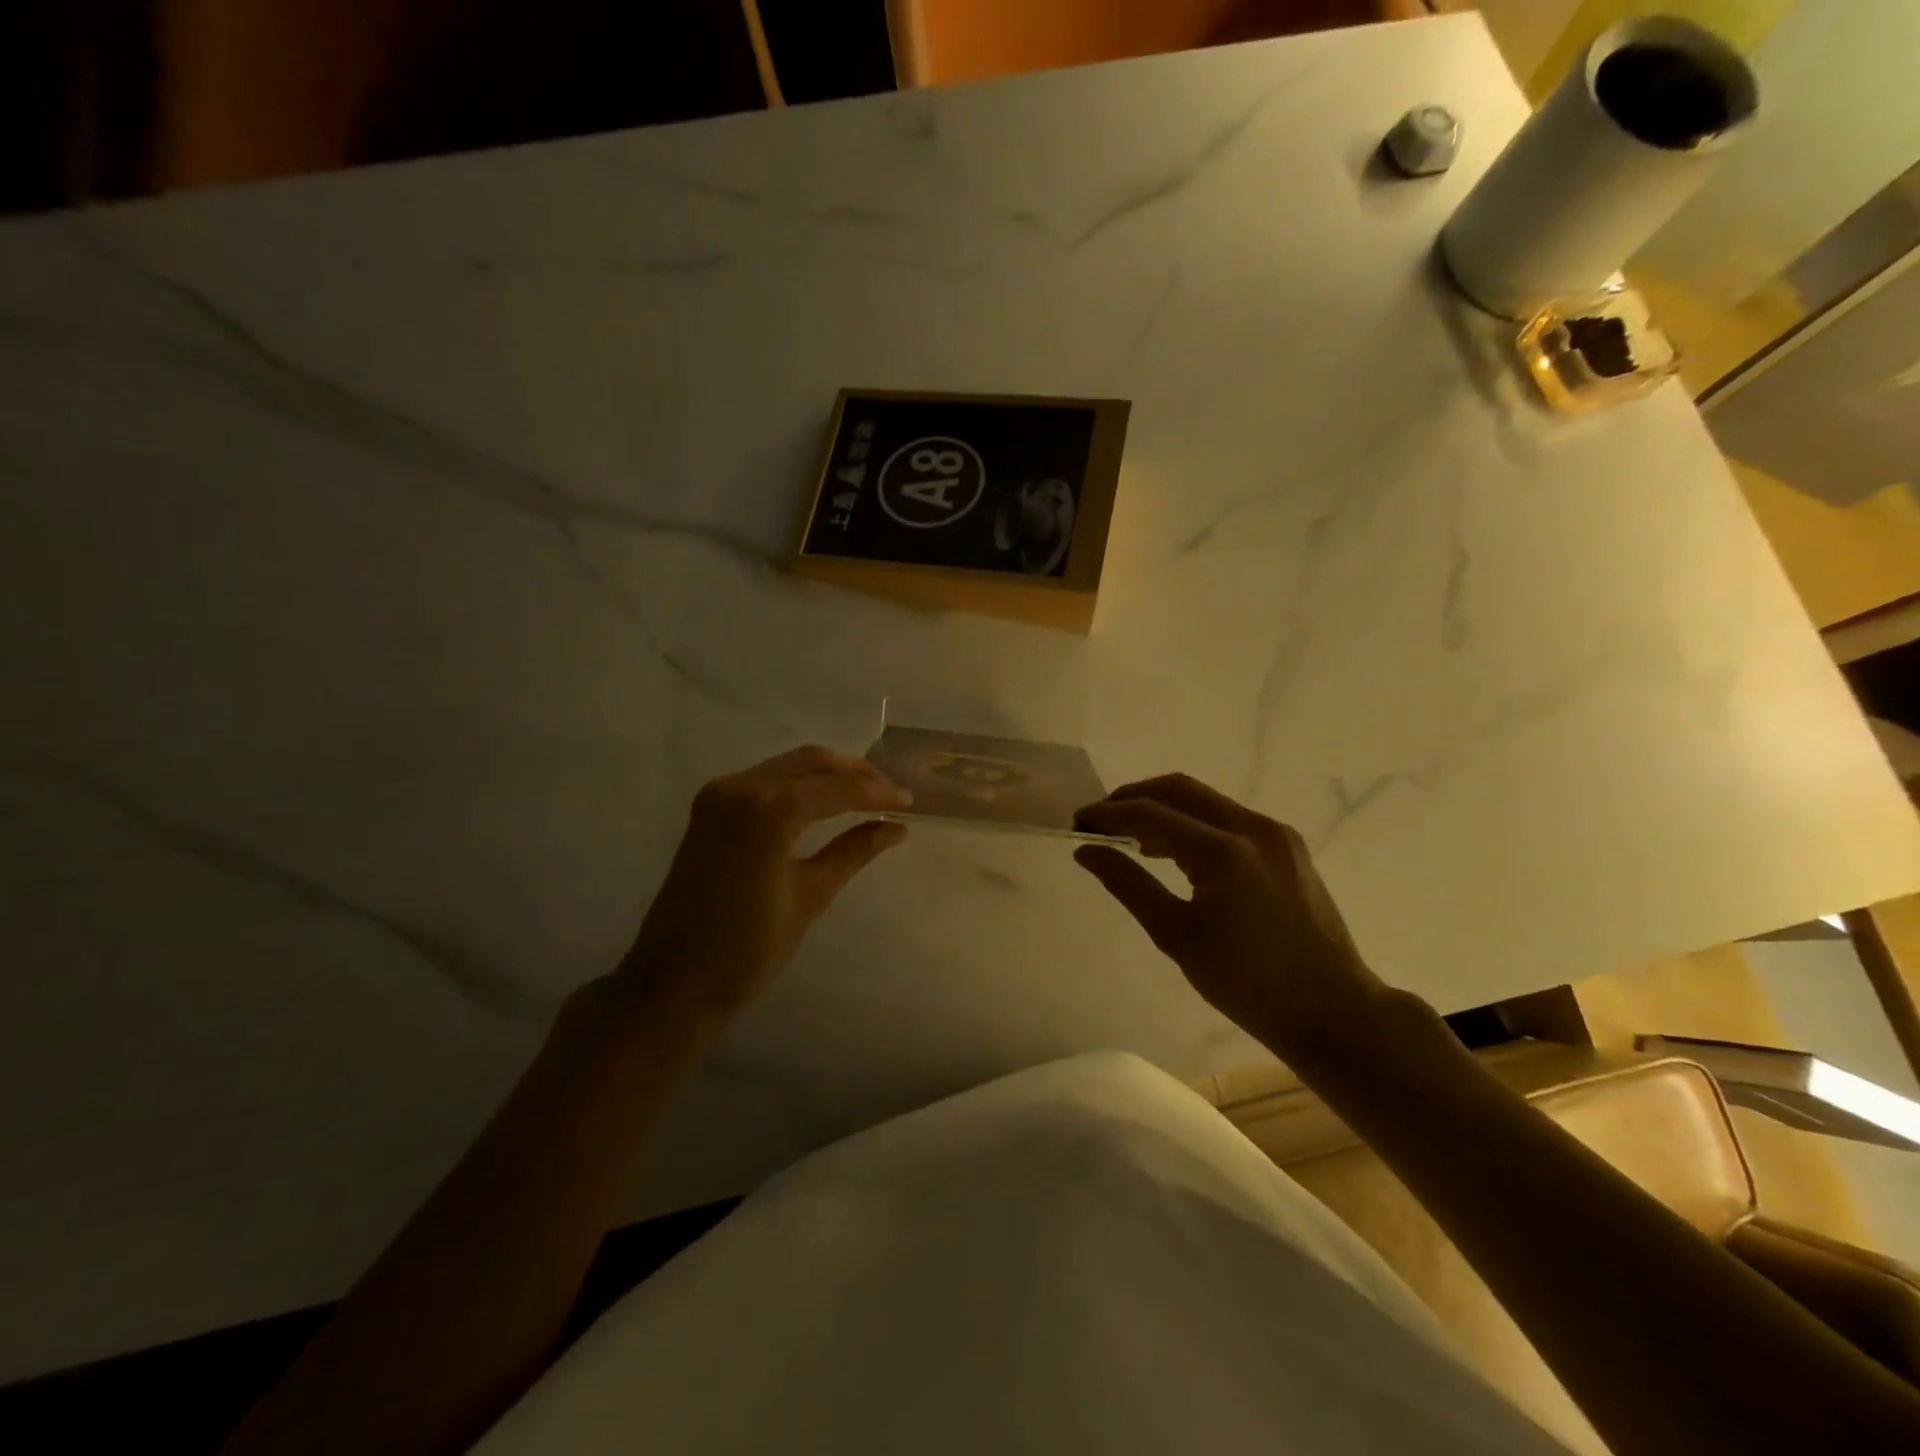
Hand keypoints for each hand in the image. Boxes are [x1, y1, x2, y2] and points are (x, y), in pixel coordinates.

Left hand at [617, 747, 911, 1018]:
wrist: (674, 981)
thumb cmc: (748, 948)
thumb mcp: (811, 895)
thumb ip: (855, 851)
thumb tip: (897, 827)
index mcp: (767, 810)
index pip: (836, 787)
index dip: (878, 792)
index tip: (910, 803)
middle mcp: (740, 788)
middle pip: (811, 761)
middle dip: (855, 773)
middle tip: (891, 794)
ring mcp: (720, 795)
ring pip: (788, 766)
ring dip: (828, 776)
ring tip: (866, 797)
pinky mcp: (710, 808)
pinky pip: (766, 781)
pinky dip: (799, 785)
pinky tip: (825, 804)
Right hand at [1074, 774, 1392, 1065]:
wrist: (1335, 1011)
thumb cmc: (1249, 986)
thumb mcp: (1177, 937)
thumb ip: (1129, 885)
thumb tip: (1087, 851)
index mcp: (1224, 854)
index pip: (1150, 813)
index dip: (1108, 814)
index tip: (1077, 822)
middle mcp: (1253, 828)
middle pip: (1178, 789)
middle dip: (1132, 798)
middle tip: (1099, 822)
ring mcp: (1275, 833)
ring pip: (1204, 799)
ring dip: (1163, 807)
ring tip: (1129, 837)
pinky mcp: (1287, 844)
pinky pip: (1228, 816)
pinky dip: (1193, 821)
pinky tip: (1175, 849)